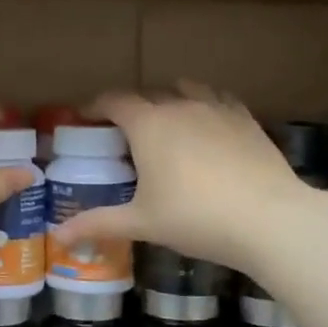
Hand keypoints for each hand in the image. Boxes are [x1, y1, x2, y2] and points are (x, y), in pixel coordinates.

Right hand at [51, 83, 325, 274]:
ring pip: (185, 90)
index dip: (96, 106)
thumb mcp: (142, 223)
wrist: (270, 220)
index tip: (86, 118)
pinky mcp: (246, 120)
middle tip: (123, 133)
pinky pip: (218, 100)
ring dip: (169, 100)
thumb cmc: (195, 218)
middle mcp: (180, 106)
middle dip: (131, 108)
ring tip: (166, 123)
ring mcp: (217, 109)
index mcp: (148, 125)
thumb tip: (56, 236)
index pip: (114, 100)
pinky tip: (208, 126)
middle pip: (148, 95)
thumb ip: (98, 224)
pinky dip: (205, 106)